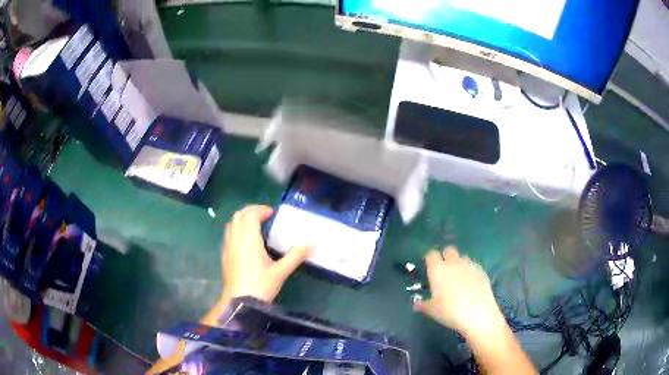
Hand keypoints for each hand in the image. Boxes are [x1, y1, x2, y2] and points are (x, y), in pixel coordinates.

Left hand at [221, 205, 311, 302]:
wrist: (239, 302)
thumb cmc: (261, 286)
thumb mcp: (281, 272)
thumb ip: (295, 256)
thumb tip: (311, 244)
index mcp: (249, 240)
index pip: (250, 215)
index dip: (261, 210)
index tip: (272, 213)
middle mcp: (235, 239)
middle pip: (238, 215)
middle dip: (251, 211)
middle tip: (264, 215)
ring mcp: (228, 247)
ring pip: (231, 223)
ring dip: (242, 219)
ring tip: (255, 225)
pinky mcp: (225, 255)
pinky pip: (228, 234)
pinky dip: (236, 229)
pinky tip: (245, 240)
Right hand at [414, 246, 504, 337]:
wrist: (478, 313)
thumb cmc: (450, 311)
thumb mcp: (432, 310)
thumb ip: (423, 305)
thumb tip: (416, 304)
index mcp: (438, 269)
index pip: (431, 254)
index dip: (430, 259)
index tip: (429, 267)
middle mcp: (453, 263)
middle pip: (449, 250)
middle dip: (446, 256)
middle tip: (444, 270)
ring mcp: (470, 265)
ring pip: (462, 257)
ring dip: (459, 263)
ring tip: (458, 277)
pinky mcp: (482, 271)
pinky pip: (473, 266)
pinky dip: (470, 271)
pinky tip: (470, 283)